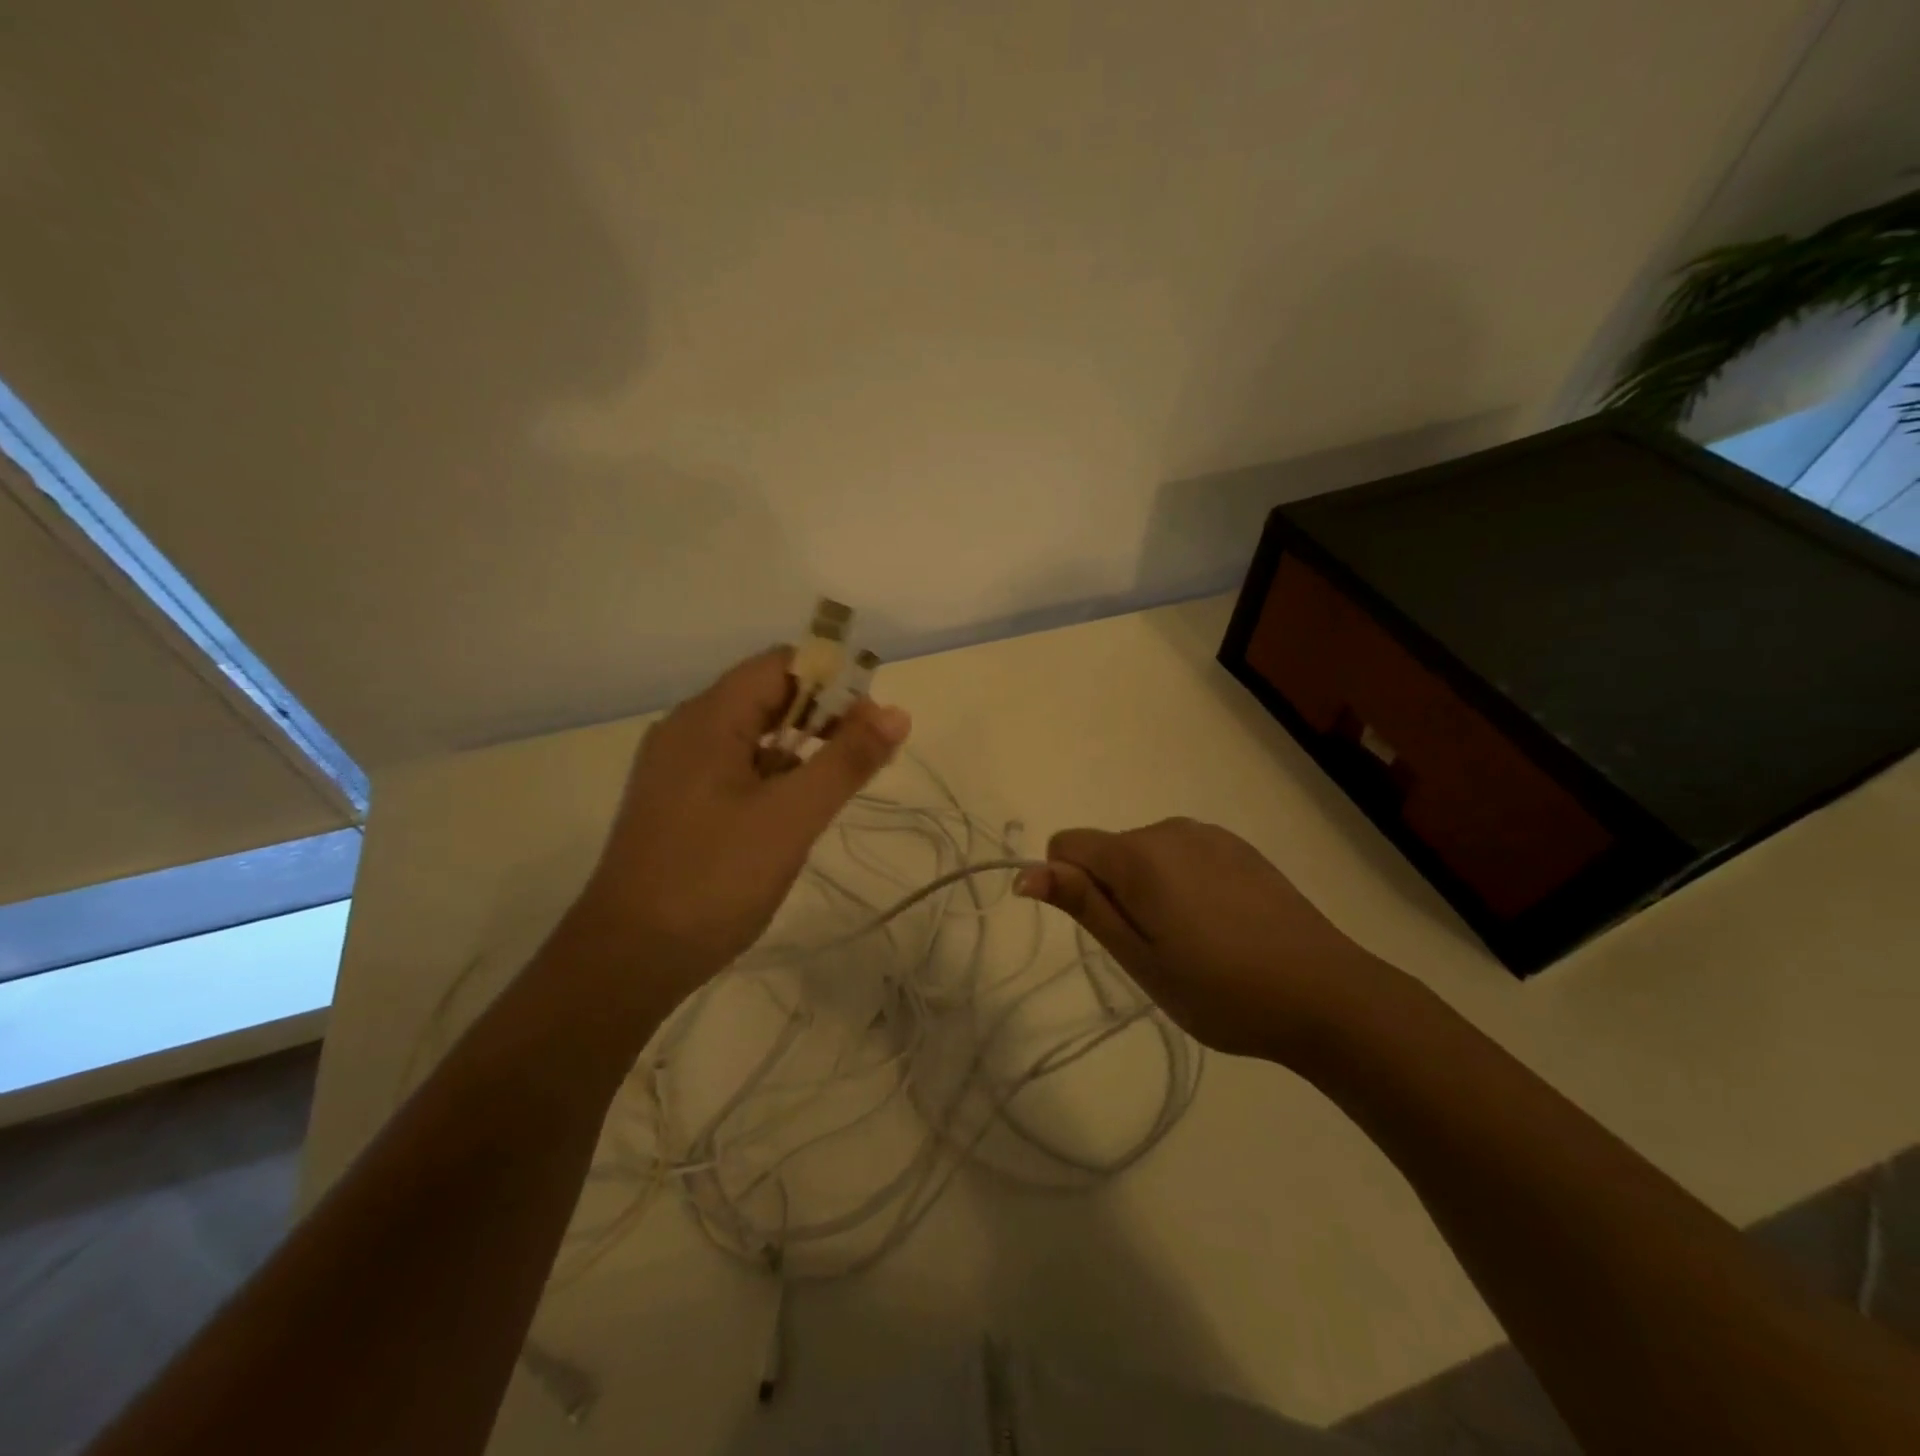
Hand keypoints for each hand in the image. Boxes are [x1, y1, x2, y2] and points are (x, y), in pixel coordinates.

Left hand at [568, 647, 910, 1002]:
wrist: (628, 959)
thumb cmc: (714, 879)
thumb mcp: (792, 817)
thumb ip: (847, 761)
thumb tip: (898, 712)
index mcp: (707, 718)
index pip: (780, 665)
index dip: (834, 681)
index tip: (874, 722)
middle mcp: (687, 730)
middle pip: (767, 696)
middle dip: (824, 716)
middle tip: (867, 757)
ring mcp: (678, 769)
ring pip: (754, 736)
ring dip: (802, 748)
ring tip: (839, 785)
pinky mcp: (678, 803)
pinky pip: (736, 768)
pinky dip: (774, 776)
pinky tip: (795, 812)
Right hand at [1016, 818, 1398, 1059]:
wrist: (1327, 994)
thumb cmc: (1221, 989)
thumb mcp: (1140, 958)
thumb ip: (1084, 906)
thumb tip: (1026, 873)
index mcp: (1139, 856)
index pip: (1067, 844)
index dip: (1068, 885)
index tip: (1106, 931)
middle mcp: (1170, 829)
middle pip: (1108, 850)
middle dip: (1113, 891)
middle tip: (1154, 950)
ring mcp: (1209, 835)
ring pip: (1145, 853)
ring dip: (1147, 889)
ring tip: (1190, 941)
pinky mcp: (1239, 847)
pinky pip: (1182, 854)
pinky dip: (1181, 882)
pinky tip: (1220, 924)